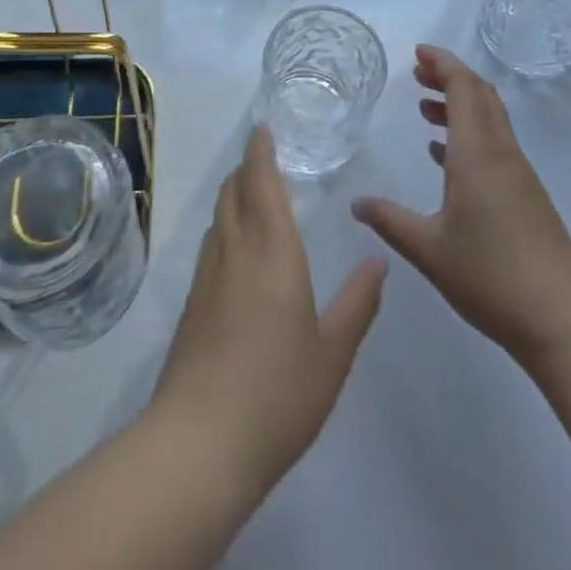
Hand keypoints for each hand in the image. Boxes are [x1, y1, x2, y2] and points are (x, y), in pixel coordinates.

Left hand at [149, 125, 386, 493]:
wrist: (200, 442)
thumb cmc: (277, 392)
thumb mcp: (333, 352)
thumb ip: (358, 302)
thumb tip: (378, 259)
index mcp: (271, 250)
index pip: (261, 181)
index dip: (261, 151)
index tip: (263, 127)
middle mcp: (235, 249)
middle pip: (233, 189)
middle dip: (246, 166)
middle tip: (265, 156)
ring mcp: (207, 275)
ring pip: (219, 215)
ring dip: (234, 193)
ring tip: (254, 192)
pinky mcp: (192, 302)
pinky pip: (211, 242)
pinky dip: (226, 224)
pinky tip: (238, 247)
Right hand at [352, 45, 570, 365]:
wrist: (563, 319)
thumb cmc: (491, 276)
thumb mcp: (428, 249)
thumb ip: (389, 221)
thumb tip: (356, 203)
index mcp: (477, 153)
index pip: (464, 88)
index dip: (442, 64)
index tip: (418, 53)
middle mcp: (501, 153)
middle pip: (480, 95)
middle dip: (449, 76)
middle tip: (417, 74)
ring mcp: (518, 174)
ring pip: (489, 119)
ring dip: (459, 105)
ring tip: (425, 110)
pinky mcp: (526, 195)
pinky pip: (495, 145)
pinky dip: (469, 134)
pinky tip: (445, 156)